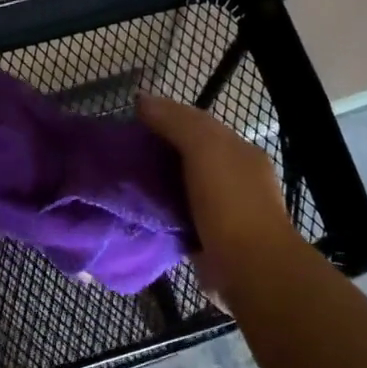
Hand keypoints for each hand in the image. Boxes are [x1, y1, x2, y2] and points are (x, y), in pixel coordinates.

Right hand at [137, 91, 306, 305]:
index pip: (198, 125)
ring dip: (155, 188)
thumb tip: (143, 99)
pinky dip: (158, 217)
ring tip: (119, 185)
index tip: (128, 123)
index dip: (164, 118)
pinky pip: (177, 221)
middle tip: (117, 156)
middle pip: (188, 158)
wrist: (249, 268)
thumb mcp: (205, 149)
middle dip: (156, 155)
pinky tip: (134, 215)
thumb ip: (176, 122)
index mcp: (238, 152)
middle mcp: (233, 179)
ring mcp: (221, 213)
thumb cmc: (230, 203)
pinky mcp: (207, 241)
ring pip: (180, 191)